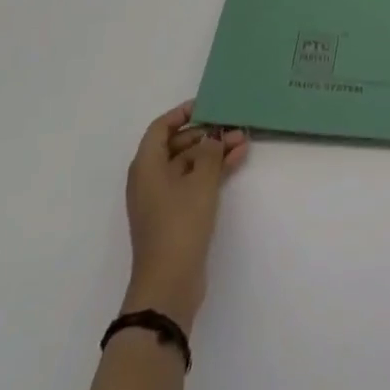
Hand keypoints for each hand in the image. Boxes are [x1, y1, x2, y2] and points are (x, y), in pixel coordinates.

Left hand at [122, 101, 248, 332]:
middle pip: (177, 145)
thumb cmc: (179, 224)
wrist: (169, 284)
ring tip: (244, 142)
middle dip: (206, 134)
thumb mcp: (200, 181)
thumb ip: (209, 152)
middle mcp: (150, 179)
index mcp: (146, 166)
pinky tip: (237, 161)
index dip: (183, 113)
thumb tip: (212, 137)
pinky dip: (213, 171)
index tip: (209, 105)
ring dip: (214, 152)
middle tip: (234, 126)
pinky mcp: (175, 216)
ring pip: (189, 164)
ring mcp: (162, 199)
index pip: (161, 127)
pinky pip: (194, 182)